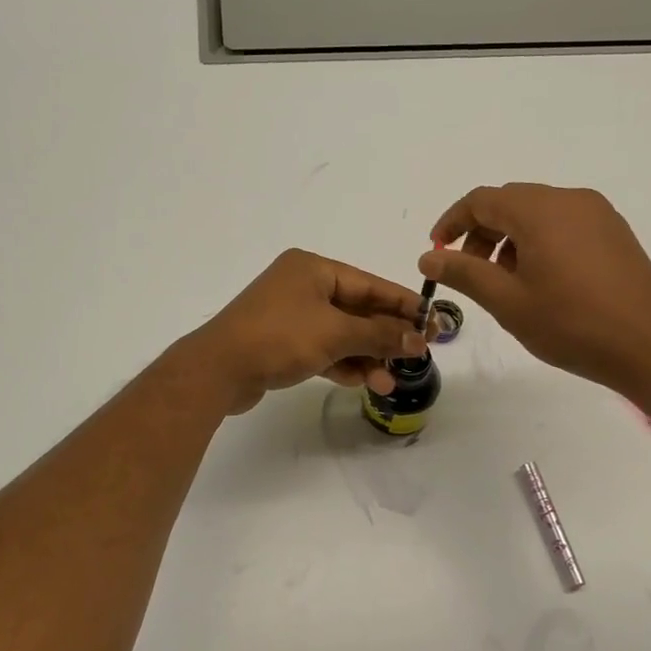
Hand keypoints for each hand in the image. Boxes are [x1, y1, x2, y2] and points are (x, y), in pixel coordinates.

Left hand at [188, 249, 426, 413]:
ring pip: (341, 333)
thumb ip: (379, 335)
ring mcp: (291, 315)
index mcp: (313, 268)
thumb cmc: (279, 337)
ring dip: (366, 356)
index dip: (403, 304)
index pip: (370, 284)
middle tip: (418, 355)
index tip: (432, 322)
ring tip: (389, 382)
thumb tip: (419, 340)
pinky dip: (343, 363)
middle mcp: (302, 286)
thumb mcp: (335, 334)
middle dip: (386, 336)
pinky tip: (363, 382)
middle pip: (358, 309)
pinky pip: (323, 349)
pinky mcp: (282, 342)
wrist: (218, 370)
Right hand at [419, 183, 650, 391]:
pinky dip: (540, 242)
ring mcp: (597, 214)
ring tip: (506, 283)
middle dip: (481, 233)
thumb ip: (463, 273)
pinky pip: (564, 224)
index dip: (452, 223)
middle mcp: (569, 200)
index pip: (481, 200)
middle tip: (470, 273)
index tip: (437, 252)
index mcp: (539, 210)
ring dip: (510, 239)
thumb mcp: (507, 302)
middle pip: (510, 203)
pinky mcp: (615, 232)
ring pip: (538, 213)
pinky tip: (542, 281)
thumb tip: (428, 257)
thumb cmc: (571, 324)